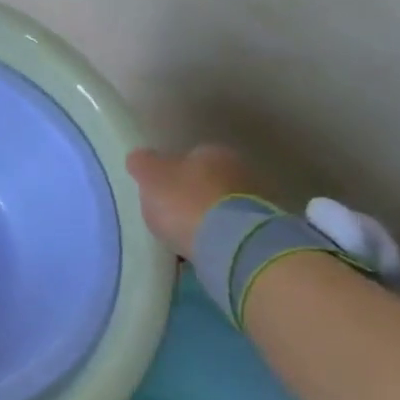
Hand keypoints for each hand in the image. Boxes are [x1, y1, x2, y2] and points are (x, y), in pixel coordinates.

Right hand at [124, 145, 262, 260]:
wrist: (231, 244)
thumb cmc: (186, 202)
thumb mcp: (151, 178)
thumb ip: (143, 164)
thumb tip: (139, 157)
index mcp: (212, 152)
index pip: (189, 156)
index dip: (172, 172)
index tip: (158, 190)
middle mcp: (239, 170)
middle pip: (207, 181)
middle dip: (191, 194)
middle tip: (170, 212)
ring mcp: (255, 201)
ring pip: (221, 205)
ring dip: (206, 216)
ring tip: (185, 234)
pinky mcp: (260, 231)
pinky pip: (230, 229)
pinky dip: (217, 235)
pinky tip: (202, 247)